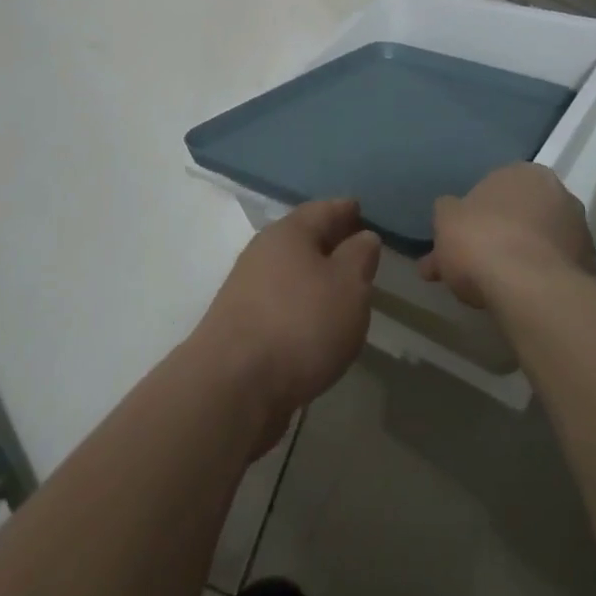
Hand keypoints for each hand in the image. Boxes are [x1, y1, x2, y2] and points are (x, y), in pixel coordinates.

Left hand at [191, 199, 380, 450]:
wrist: (232, 387)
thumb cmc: (300, 324)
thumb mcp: (349, 285)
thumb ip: (360, 256)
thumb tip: (363, 236)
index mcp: (289, 232)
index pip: (324, 209)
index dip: (346, 210)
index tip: (362, 211)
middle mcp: (263, 252)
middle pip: (302, 238)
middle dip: (329, 242)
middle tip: (357, 251)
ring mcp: (246, 288)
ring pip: (289, 271)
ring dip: (313, 276)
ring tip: (340, 290)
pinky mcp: (239, 324)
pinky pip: (279, 301)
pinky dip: (299, 304)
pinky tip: (313, 323)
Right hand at [418, 162, 595, 309]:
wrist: (533, 290)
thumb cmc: (483, 242)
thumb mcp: (446, 220)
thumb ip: (447, 212)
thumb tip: (450, 214)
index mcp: (523, 172)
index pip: (494, 189)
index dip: (473, 217)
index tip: (459, 242)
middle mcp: (558, 193)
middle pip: (517, 216)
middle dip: (495, 238)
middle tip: (470, 269)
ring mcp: (579, 230)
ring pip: (536, 244)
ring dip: (517, 260)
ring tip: (491, 292)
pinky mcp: (589, 266)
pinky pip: (552, 270)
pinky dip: (536, 280)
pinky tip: (517, 300)